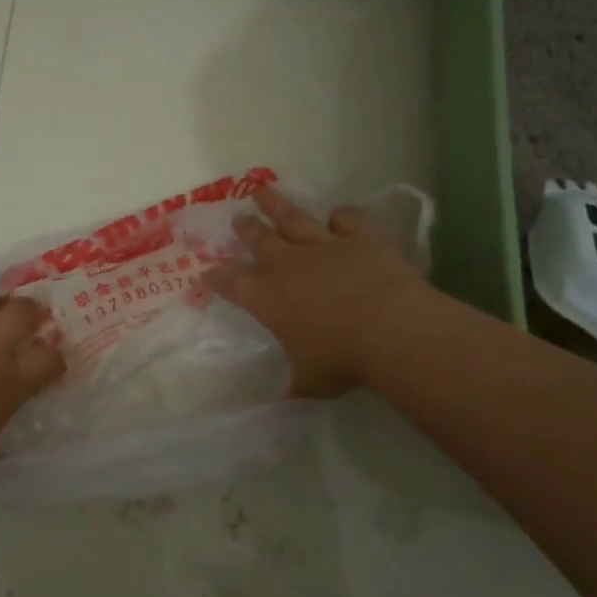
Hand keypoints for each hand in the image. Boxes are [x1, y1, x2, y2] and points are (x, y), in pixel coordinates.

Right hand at [205, 187, 434, 397]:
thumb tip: (276, 405)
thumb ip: (292, 386)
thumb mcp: (309, 382)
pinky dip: (340, 216)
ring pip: (292, 218)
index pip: (231, 283)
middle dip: (245, 229)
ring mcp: (323, 246)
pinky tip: (337, 216)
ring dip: (276, 205)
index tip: (206, 272)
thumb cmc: (341, 360)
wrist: (390, 329)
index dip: (217, 278)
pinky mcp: (359, 238)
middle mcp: (287, 265)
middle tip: (237, 218)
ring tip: (262, 190)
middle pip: (259, 240)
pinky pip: (346, 220)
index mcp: (266, 298)